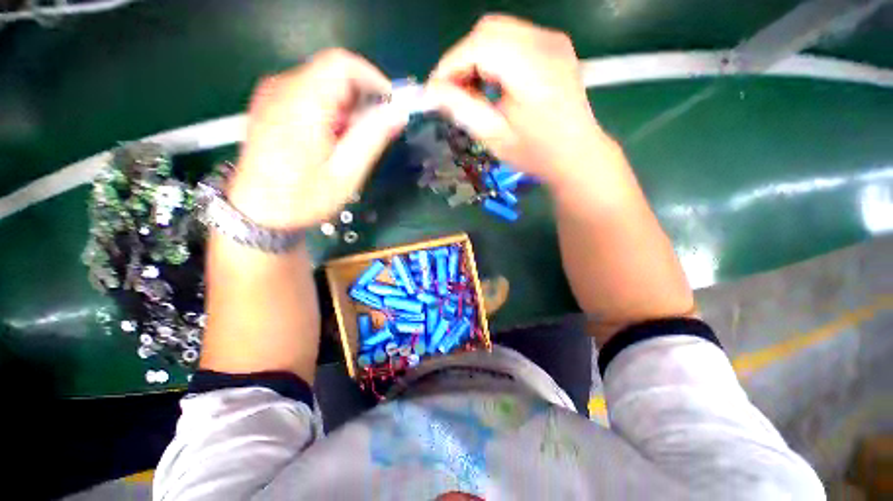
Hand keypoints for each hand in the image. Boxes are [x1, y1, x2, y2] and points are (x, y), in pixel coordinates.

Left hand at [228, 49, 407, 229]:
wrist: (258, 214)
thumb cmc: (303, 198)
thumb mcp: (346, 173)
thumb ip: (372, 138)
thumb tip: (398, 113)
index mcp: (302, 103)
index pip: (342, 64)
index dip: (373, 79)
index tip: (390, 106)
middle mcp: (283, 89)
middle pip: (333, 73)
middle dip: (361, 100)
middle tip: (370, 134)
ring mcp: (272, 96)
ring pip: (322, 84)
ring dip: (346, 109)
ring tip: (350, 143)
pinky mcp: (270, 106)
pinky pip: (308, 94)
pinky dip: (329, 111)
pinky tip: (331, 140)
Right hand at [425, 15, 615, 190]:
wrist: (576, 154)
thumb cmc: (535, 152)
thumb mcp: (494, 137)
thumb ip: (462, 109)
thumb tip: (432, 91)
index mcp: (531, 68)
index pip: (478, 45)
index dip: (450, 65)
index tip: (434, 91)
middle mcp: (545, 42)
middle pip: (488, 30)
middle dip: (462, 59)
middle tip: (453, 92)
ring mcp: (552, 40)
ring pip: (498, 32)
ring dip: (476, 57)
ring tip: (471, 90)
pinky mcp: (554, 46)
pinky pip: (513, 39)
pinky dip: (493, 57)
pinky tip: (492, 83)